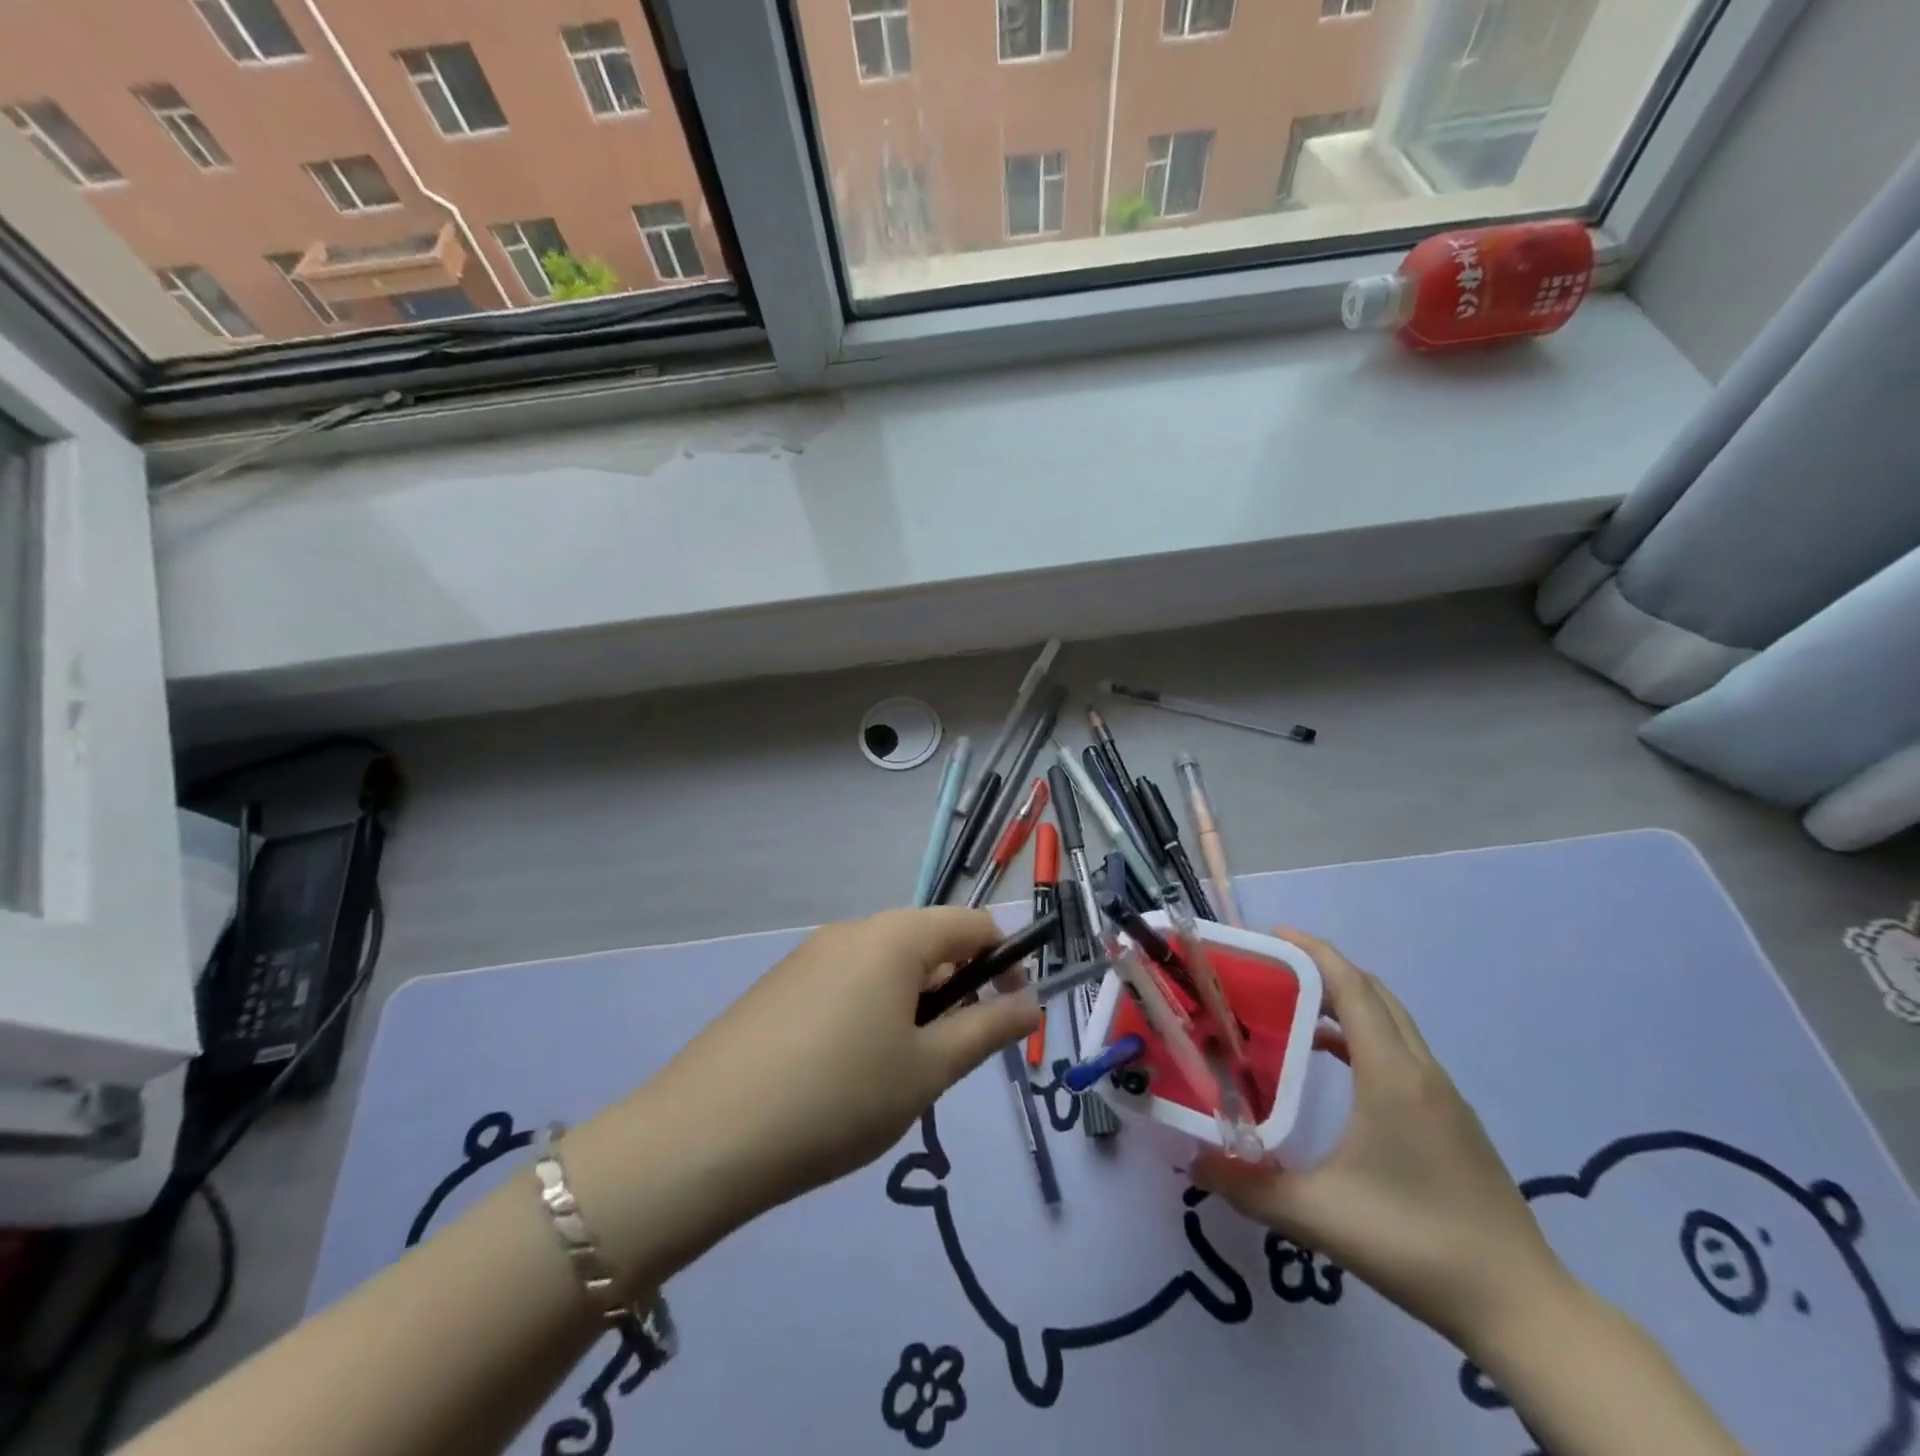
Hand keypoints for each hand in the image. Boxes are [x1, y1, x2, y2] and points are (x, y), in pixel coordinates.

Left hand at [569, 909, 1041, 1287]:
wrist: (703, 1138)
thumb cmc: (839, 1097)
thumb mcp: (928, 1070)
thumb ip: (987, 1029)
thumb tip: (1031, 1002)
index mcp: (896, 936)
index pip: (973, 924)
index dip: (1004, 962)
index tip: (1007, 1017)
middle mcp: (852, 929)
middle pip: (928, 943)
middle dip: (954, 992)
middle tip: (945, 1062)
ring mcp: (809, 955)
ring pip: (885, 968)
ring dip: (911, 1008)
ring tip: (894, 1077)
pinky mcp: (779, 985)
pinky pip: (845, 984)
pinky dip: (868, 1015)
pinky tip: (844, 1076)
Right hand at [1193, 930, 1569, 1355]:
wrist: (1522, 1308)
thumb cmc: (1416, 1245)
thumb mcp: (1319, 1216)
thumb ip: (1249, 1187)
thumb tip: (1194, 1163)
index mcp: (1392, 1075)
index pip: (1353, 987)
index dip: (1313, 952)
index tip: (1271, 936)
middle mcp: (1421, 1071)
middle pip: (1373, 992)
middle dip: (1324, 968)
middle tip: (1273, 969)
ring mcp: (1443, 1095)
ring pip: (1392, 1021)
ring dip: (1347, 1001)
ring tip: (1294, 1008)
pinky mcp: (1453, 1120)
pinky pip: (1402, 1051)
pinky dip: (1365, 1035)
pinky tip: (1336, 1065)